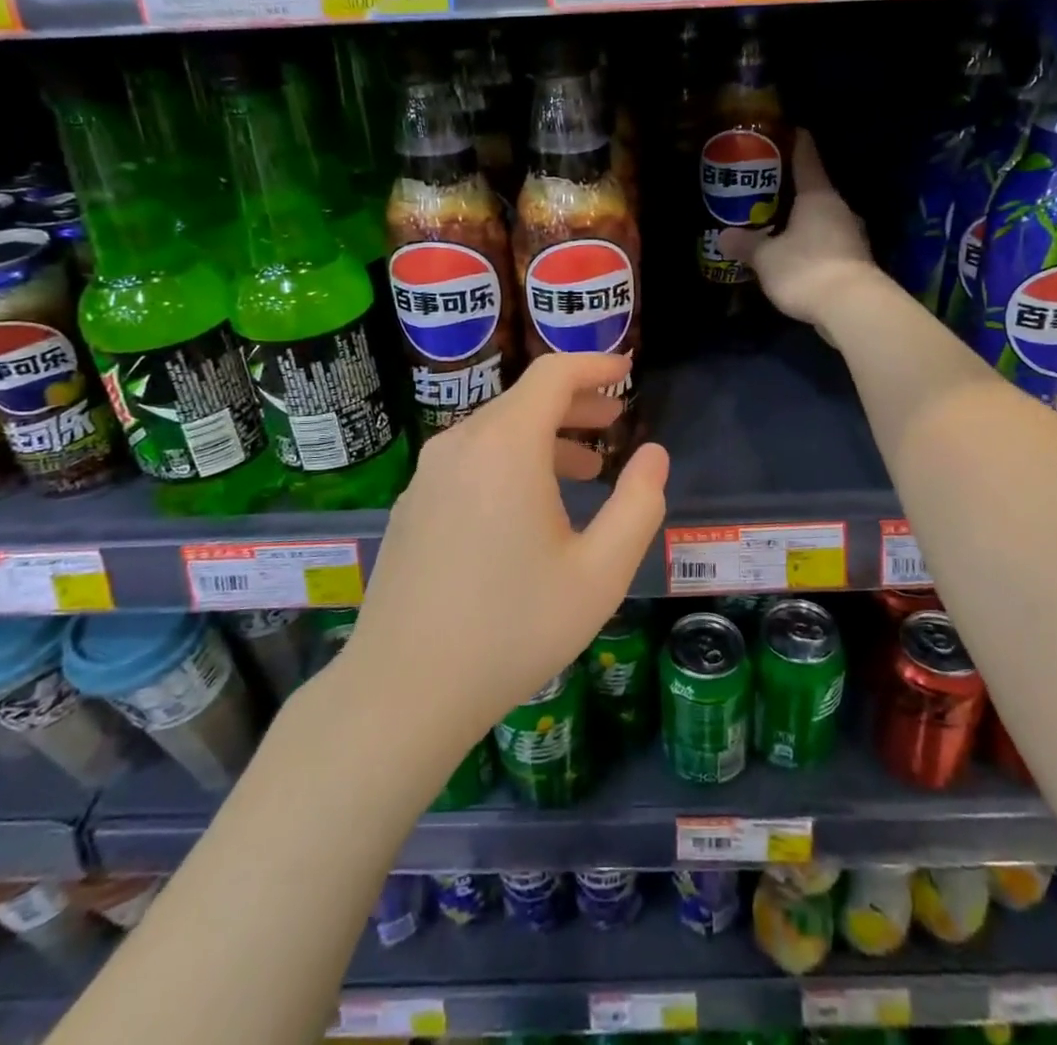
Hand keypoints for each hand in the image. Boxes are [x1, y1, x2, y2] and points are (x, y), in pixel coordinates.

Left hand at [346, 353, 669, 745]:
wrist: (403, 690)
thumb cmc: (513, 629)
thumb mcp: (599, 573)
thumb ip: (638, 505)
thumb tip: (653, 455)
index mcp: (505, 447)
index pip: (553, 375)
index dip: (594, 365)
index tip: (626, 370)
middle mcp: (459, 445)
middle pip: (524, 400)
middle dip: (576, 403)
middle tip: (615, 422)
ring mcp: (428, 475)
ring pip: (496, 432)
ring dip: (545, 437)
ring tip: (586, 467)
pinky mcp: (412, 505)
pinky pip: (470, 460)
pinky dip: (510, 461)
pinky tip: (529, 506)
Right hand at [718, 132, 882, 336]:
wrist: (852, 308)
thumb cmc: (805, 269)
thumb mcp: (766, 257)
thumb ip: (746, 244)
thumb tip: (724, 236)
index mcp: (818, 196)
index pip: (807, 158)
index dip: (795, 143)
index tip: (788, 130)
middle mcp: (839, 208)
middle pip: (815, 189)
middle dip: (792, 189)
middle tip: (767, 188)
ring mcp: (852, 235)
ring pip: (823, 218)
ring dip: (803, 220)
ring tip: (778, 223)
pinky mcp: (855, 261)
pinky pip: (828, 242)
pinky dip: (812, 243)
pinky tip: (796, 254)